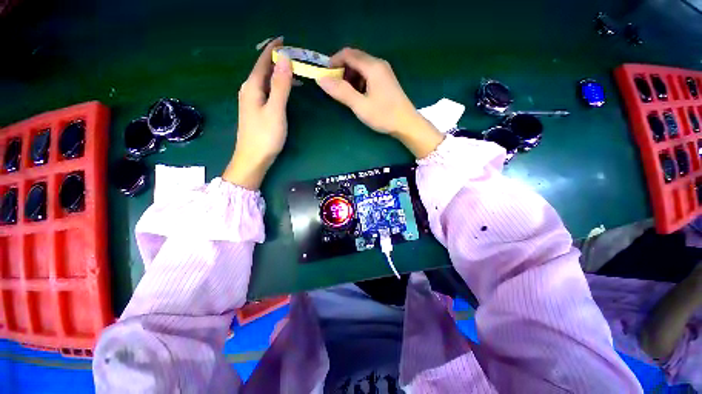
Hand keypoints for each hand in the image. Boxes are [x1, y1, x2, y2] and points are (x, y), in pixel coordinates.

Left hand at [223, 37, 292, 189]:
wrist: (253, 159)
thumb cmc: (265, 135)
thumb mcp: (276, 110)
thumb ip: (280, 85)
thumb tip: (285, 59)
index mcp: (252, 87)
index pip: (262, 61)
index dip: (273, 49)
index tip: (284, 39)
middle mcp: (249, 90)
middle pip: (262, 69)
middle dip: (276, 60)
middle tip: (294, 56)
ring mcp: (251, 101)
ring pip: (265, 81)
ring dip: (277, 73)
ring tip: (293, 71)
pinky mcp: (255, 111)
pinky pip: (266, 91)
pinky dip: (276, 86)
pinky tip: (284, 90)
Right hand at [317, 48, 443, 157]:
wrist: (407, 124)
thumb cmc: (384, 115)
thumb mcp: (360, 106)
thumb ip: (341, 92)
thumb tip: (321, 79)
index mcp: (372, 67)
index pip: (348, 54)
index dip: (334, 62)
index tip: (325, 76)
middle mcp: (379, 64)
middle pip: (355, 59)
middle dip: (341, 70)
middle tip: (334, 87)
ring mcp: (384, 72)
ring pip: (361, 67)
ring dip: (350, 77)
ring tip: (346, 94)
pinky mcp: (386, 81)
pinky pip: (368, 75)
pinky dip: (359, 82)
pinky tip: (359, 95)